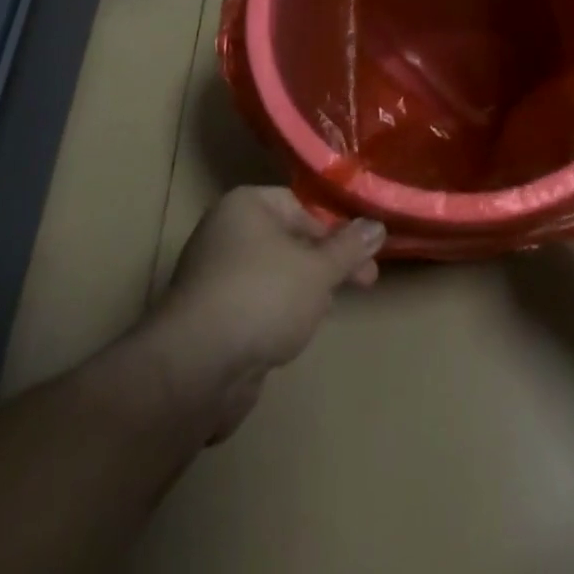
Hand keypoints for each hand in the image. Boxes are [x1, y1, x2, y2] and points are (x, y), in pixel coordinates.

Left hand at [150, 187, 384, 439]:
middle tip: (362, 284)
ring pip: (272, 276)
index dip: (335, 231)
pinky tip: (288, 339)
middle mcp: (224, 233)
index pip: (301, 206)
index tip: (363, 258)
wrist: (197, 367)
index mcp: (246, 206)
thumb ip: (350, 248)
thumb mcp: (319, 269)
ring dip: (301, 293)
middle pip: (287, 241)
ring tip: (322, 315)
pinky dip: (274, 317)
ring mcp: (211, 277)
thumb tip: (377, 225)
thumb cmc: (263, 297)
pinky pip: (252, 306)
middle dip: (325, 264)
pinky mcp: (206, 319)